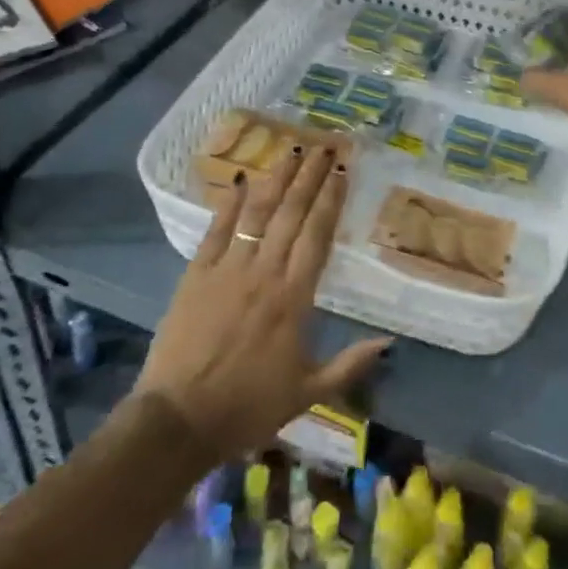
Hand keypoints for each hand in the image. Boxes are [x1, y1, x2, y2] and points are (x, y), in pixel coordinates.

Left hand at [130, 146, 389, 460]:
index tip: (341, 171)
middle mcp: (264, 273)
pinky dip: (230, 204)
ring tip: (291, 150)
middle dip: (309, 177)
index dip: (330, 199)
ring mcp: (227, 270)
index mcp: (293, 298)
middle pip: (291, 214)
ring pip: (257, 214)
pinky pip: (216, 231)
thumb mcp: (308, 393)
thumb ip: (350, 364)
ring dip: (276, 179)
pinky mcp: (196, 275)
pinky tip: (242, 180)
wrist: (178, 422)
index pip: (317, 235)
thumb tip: (390, 342)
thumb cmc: (247, 408)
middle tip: (323, 146)